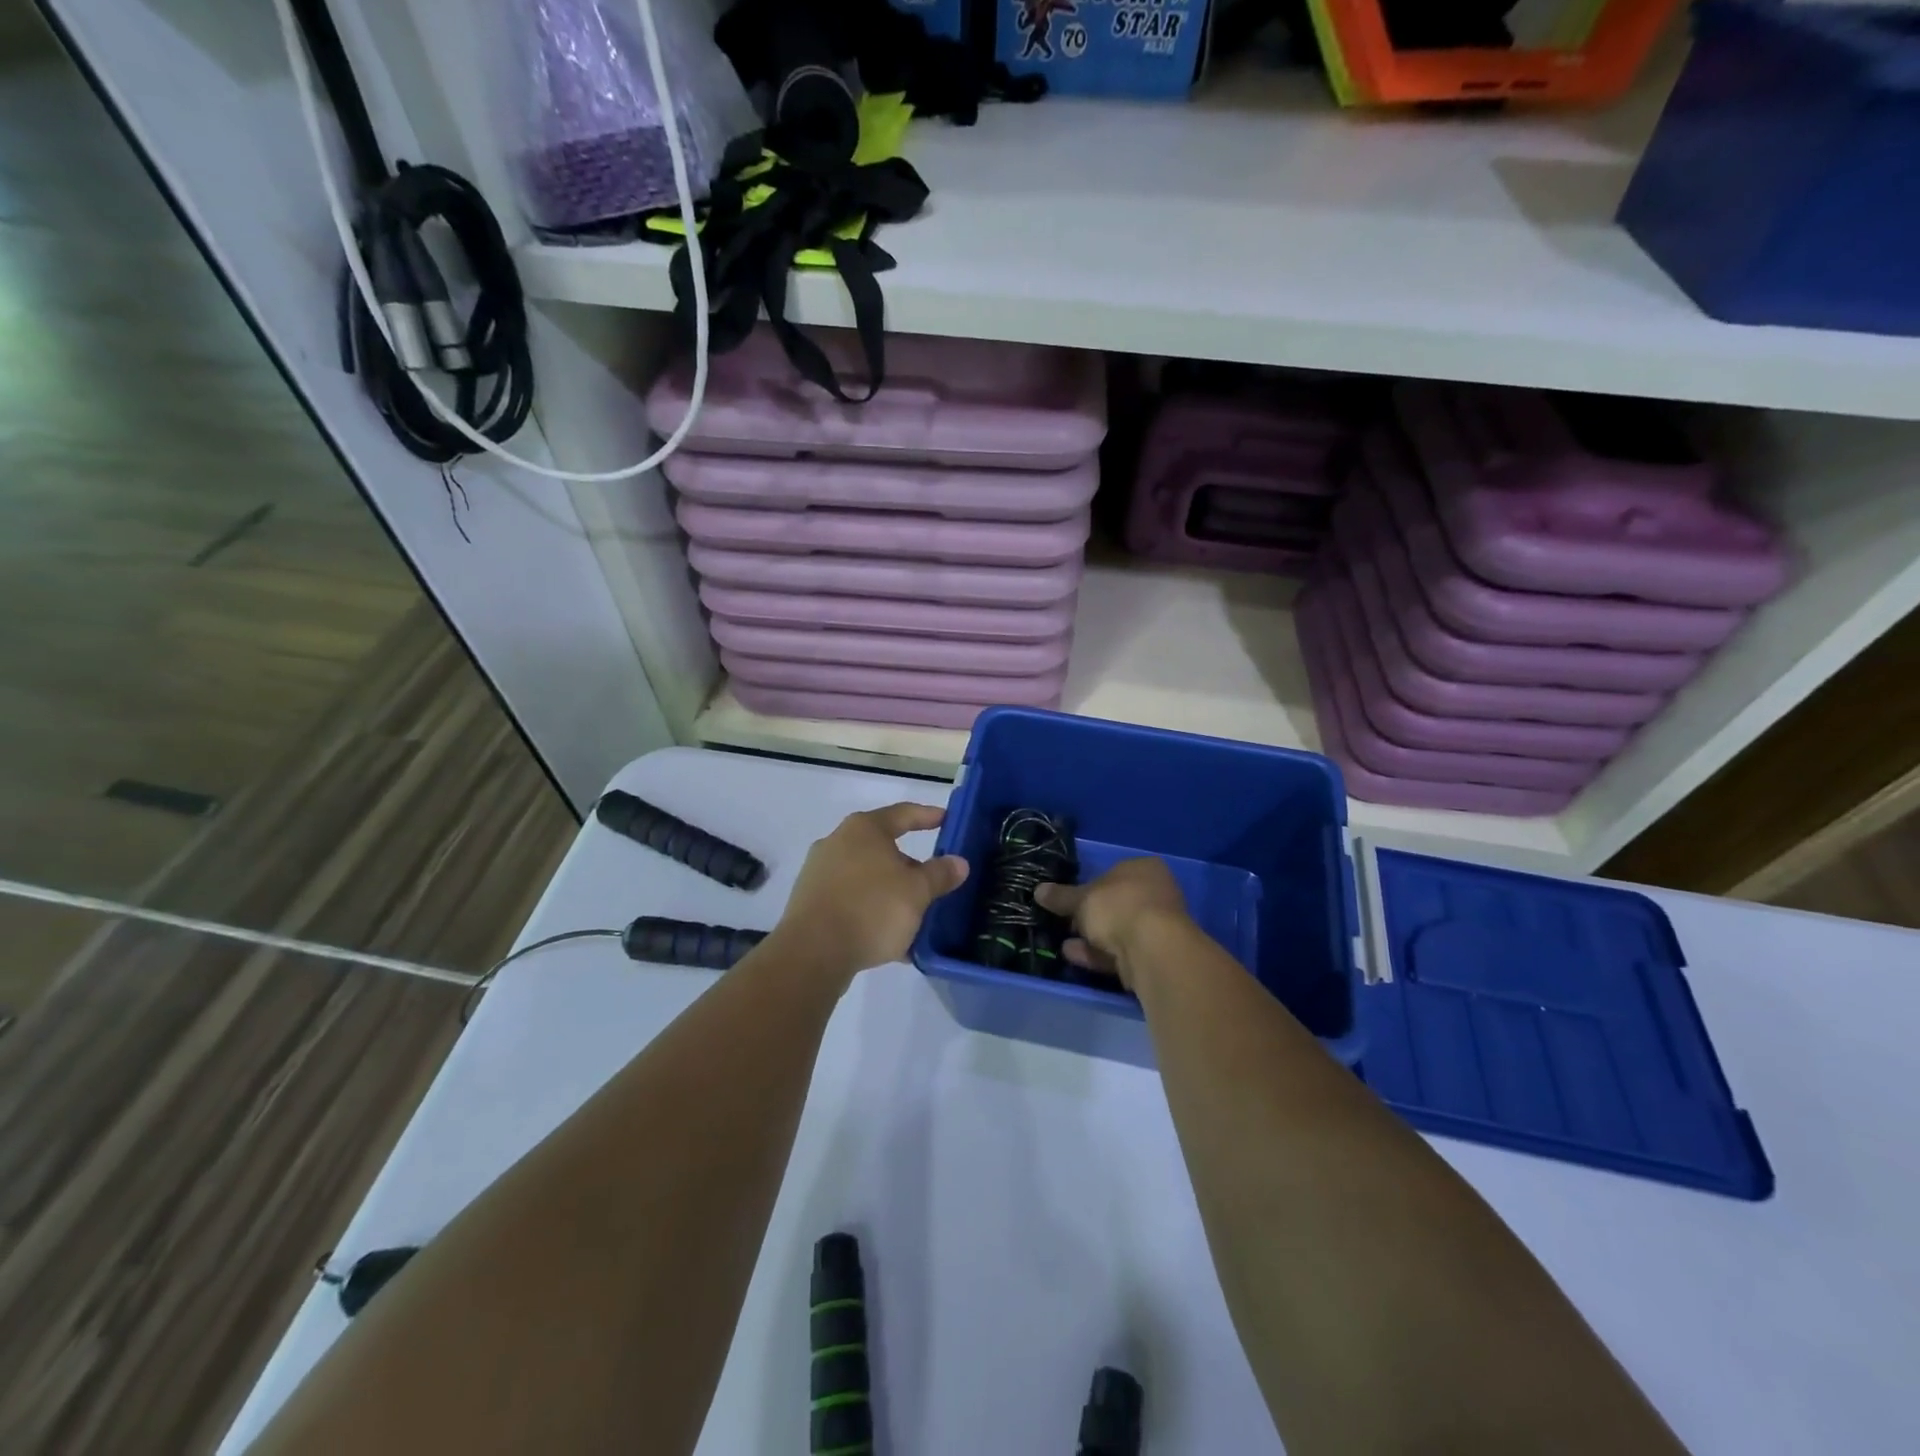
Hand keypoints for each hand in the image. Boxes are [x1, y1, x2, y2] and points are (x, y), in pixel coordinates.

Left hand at [775, 803, 968, 983]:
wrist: (812, 953)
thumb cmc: (871, 909)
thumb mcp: (917, 892)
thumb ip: (940, 874)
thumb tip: (958, 862)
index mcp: (864, 829)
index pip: (903, 814)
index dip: (928, 816)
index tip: (947, 820)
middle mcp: (838, 842)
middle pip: (883, 847)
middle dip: (910, 866)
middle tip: (933, 882)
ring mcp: (819, 872)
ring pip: (867, 877)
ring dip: (891, 893)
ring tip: (914, 916)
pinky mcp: (810, 902)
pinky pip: (851, 901)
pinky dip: (872, 912)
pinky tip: (890, 939)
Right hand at [1034, 857, 1191, 990]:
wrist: (1151, 948)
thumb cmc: (1118, 906)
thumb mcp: (1081, 899)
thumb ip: (1061, 897)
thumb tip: (1039, 890)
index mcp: (1144, 868)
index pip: (1113, 873)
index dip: (1089, 886)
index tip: (1070, 900)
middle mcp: (1156, 893)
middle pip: (1116, 904)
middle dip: (1090, 915)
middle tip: (1066, 922)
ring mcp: (1158, 927)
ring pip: (1118, 930)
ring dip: (1092, 937)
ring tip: (1063, 942)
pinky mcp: (1154, 955)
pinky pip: (1120, 952)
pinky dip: (1097, 954)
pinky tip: (1073, 956)